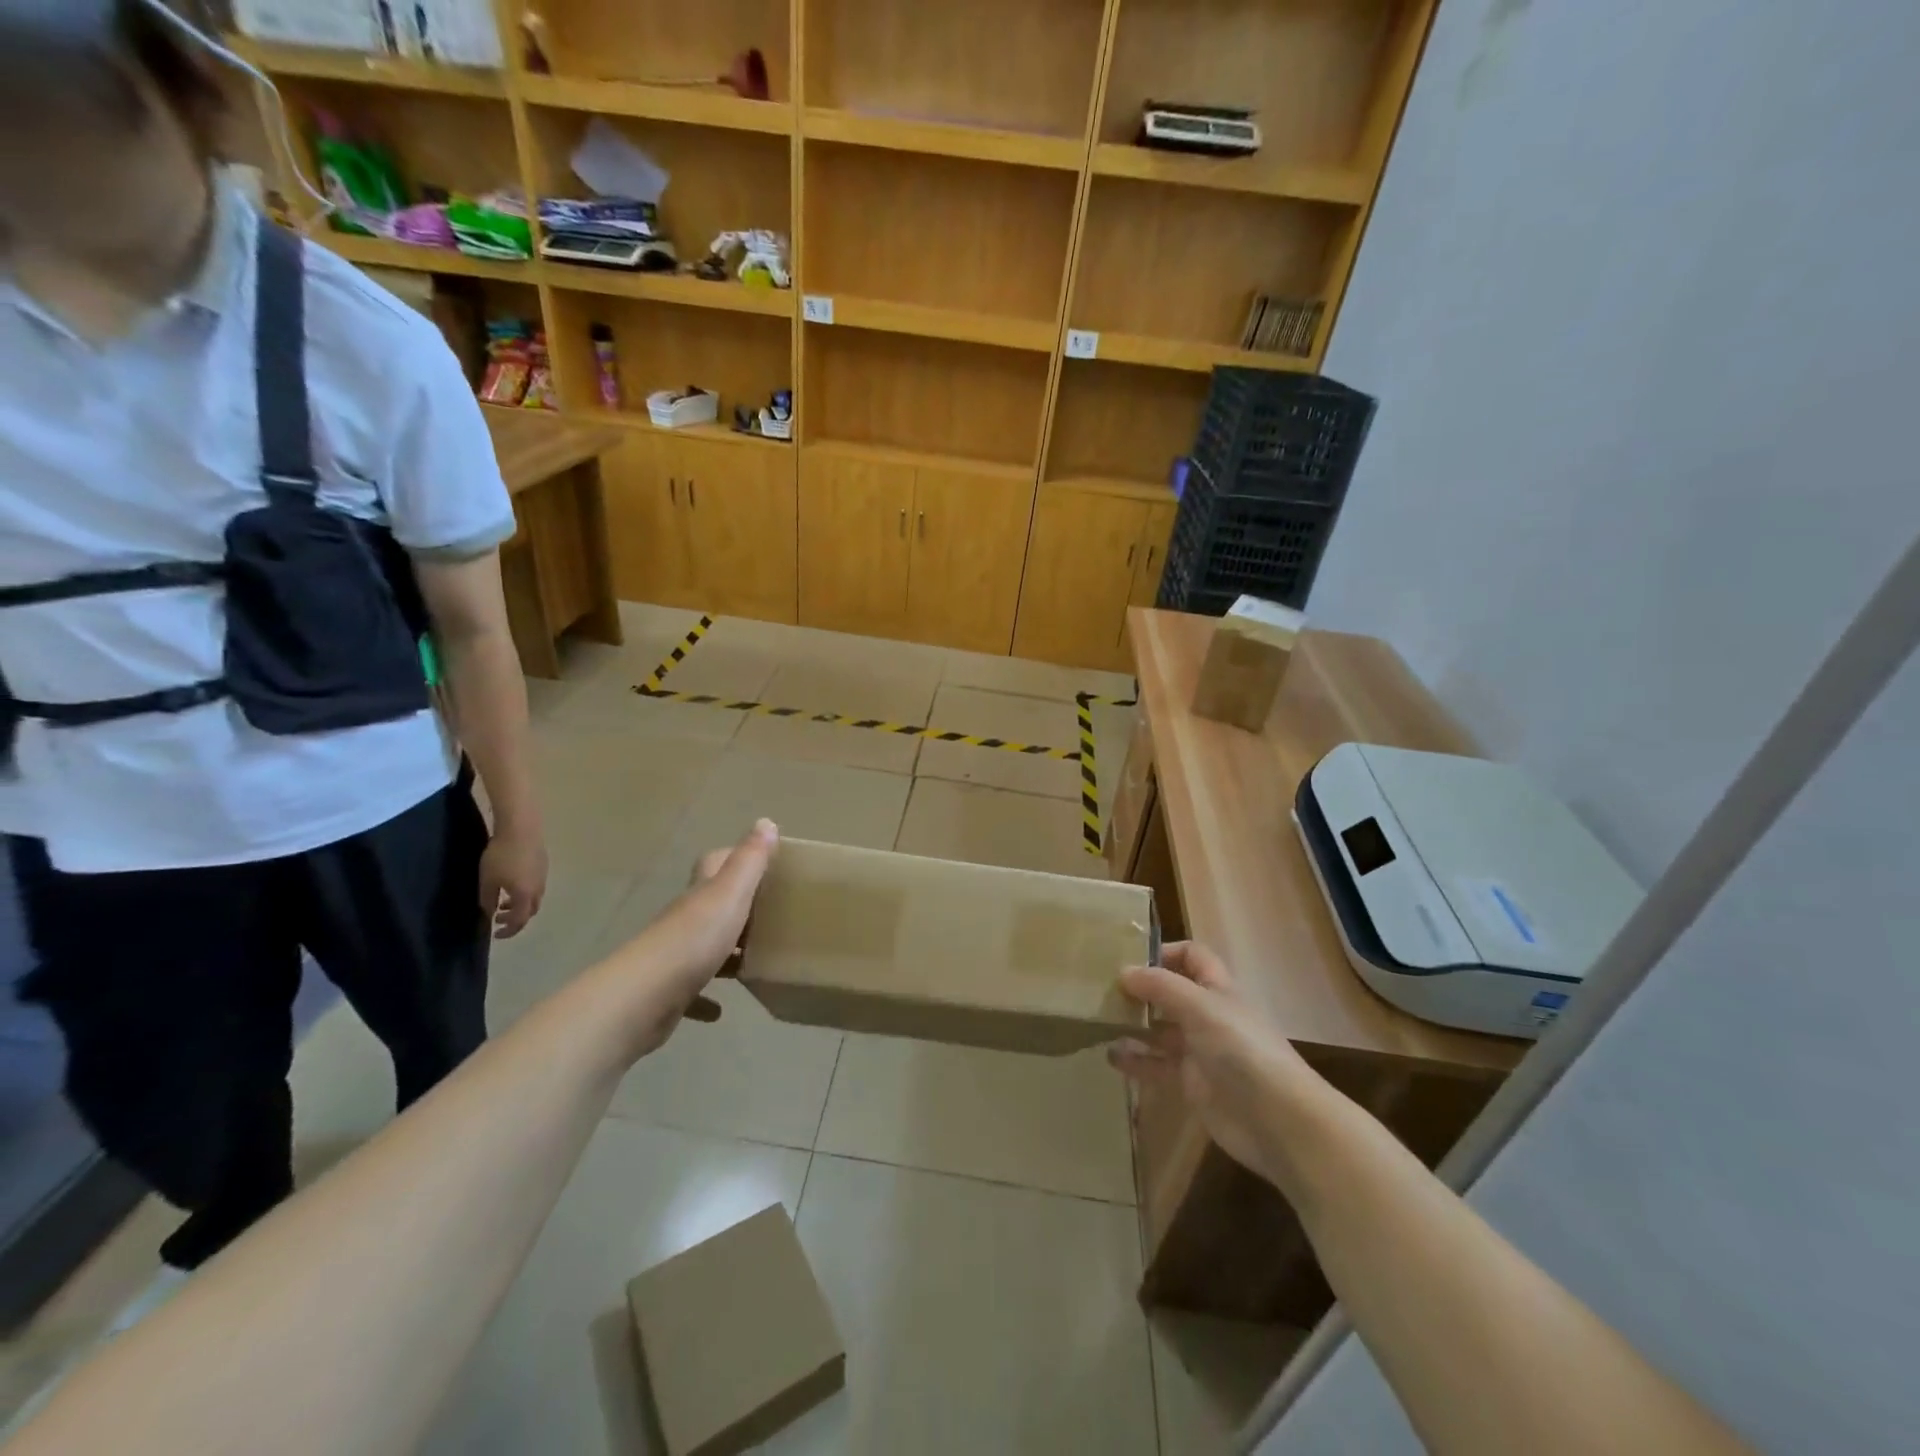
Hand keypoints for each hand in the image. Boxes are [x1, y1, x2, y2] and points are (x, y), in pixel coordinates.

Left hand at [480, 827, 548, 938]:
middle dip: (515, 918)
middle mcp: (538, 889)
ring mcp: (543, 877)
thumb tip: (490, 911)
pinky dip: (525, 893)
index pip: (519, 921)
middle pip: (530, 911)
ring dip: (520, 905)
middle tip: (499, 917)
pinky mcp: (544, 866)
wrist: (521, 829)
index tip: (495, 933)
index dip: (508, 931)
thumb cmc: (501, 856)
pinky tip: (513, 883)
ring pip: (534, 898)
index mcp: (525, 896)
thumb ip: (488, 900)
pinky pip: (536, 886)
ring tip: (504, 901)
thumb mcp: (488, 880)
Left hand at [618, 819, 777, 1056]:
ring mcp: (674, 957)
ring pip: (703, 947)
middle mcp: (685, 920)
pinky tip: (720, 1009)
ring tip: (755, 959)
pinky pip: (692, 992)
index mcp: (701, 894)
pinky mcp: (668, 993)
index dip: (735, 857)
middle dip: (738, 906)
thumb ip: (750, 860)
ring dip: (725, 951)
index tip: (764, 863)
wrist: (645, 997)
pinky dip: (706, 998)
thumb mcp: (731, 893)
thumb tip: (766, 821)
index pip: (715, 863)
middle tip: (772, 915)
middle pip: (711, 905)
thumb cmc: (695, 939)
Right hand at [1109, 942, 1318, 1189]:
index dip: (1165, 951)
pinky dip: (1136, 1061)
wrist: (1278, 1120)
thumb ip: (1161, 986)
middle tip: (1101, 990)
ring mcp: (1200, 1051)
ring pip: (1160, 1030)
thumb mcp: (1200, 1007)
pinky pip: (1158, 1066)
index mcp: (1218, 989)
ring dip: (1133, 1025)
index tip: (1128, 957)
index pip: (1192, 957)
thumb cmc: (1242, 1050)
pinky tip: (1111, 1057)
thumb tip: (1123, 971)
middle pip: (1171, 993)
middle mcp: (1209, 1016)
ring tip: (1099, 1023)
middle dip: (1140, 990)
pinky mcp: (1192, 1085)